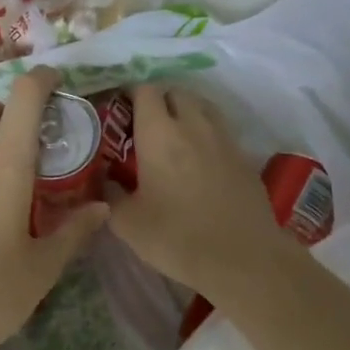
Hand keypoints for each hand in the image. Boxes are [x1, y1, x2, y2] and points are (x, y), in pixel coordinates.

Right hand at [105, 84, 297, 297]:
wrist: (243, 258)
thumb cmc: (177, 237)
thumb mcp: (128, 223)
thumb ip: (110, 195)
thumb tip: (105, 181)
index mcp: (159, 133)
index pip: (144, 91)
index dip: (130, 94)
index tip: (119, 111)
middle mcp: (193, 125)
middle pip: (175, 92)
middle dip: (158, 101)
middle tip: (144, 126)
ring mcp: (224, 138)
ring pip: (202, 106)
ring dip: (185, 112)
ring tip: (173, 137)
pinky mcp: (244, 156)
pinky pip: (220, 130)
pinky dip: (206, 134)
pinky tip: (200, 161)